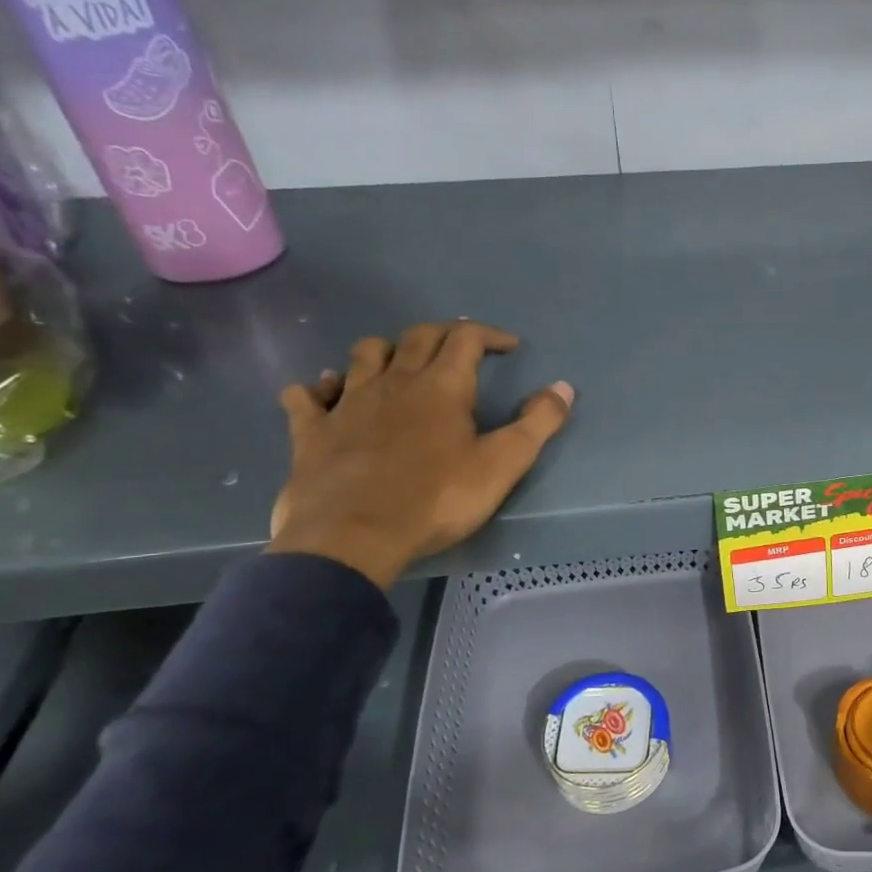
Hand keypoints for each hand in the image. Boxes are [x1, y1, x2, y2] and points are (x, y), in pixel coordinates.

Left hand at [268, 320, 573, 588]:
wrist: (353, 537)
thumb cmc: (437, 500)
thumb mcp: (502, 465)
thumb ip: (538, 424)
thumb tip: (564, 387)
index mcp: (441, 386)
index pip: (466, 338)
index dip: (490, 334)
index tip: (509, 347)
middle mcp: (394, 382)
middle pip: (417, 336)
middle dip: (444, 334)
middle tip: (461, 349)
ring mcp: (347, 403)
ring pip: (364, 354)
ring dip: (386, 350)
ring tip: (399, 364)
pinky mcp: (312, 431)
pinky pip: (307, 395)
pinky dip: (319, 388)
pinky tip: (326, 394)